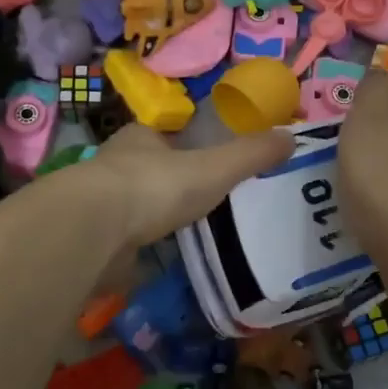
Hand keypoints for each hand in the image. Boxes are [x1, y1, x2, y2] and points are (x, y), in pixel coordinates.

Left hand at [76, 122, 294, 250]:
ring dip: (153, 213)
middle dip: (169, 180)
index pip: (164, 133)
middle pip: (148, 168)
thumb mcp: (214, 167)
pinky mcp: (95, 238)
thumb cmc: (155, 186)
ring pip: (133, 202)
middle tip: (201, 198)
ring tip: (185, 228)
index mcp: (141, 137)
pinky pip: (124, 238)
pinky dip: (141, 244)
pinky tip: (159, 254)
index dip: (184, 142)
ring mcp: (101, 203)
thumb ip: (250, 155)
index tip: (205, 158)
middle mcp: (115, 165)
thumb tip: (292, 137)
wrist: (96, 230)